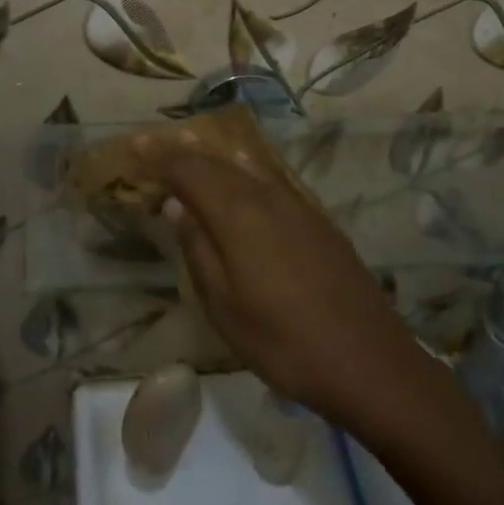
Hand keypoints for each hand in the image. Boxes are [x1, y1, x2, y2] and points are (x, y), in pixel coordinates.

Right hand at [155, 146, 443, 438]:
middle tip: (157, 148)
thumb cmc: (284, 341)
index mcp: (239, 213)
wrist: (367, 359)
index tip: (136, 145)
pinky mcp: (317, 219)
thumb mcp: (225, 307)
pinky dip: (243, 175)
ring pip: (246, 168)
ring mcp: (297, 205)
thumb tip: (177, 204)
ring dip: (215, 160)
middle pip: (218, 162)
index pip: (190, 170)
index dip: (161, 156)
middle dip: (185, 153)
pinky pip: (269, 182)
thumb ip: (198, 248)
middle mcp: (267, 195)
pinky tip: (241, 182)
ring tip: (192, 155)